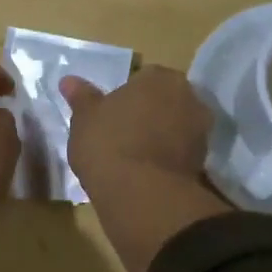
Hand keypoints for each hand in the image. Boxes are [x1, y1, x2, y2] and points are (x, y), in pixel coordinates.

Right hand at [60, 65, 211, 195]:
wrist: (140, 193)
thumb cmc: (108, 143)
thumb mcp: (84, 118)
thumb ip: (81, 97)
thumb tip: (68, 80)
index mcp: (160, 78)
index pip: (143, 78)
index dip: (127, 96)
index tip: (111, 114)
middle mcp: (188, 96)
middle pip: (165, 100)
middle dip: (149, 112)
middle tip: (122, 132)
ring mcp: (201, 130)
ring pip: (175, 126)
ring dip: (160, 135)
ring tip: (133, 156)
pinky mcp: (203, 161)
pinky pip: (180, 152)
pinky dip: (167, 158)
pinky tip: (146, 172)